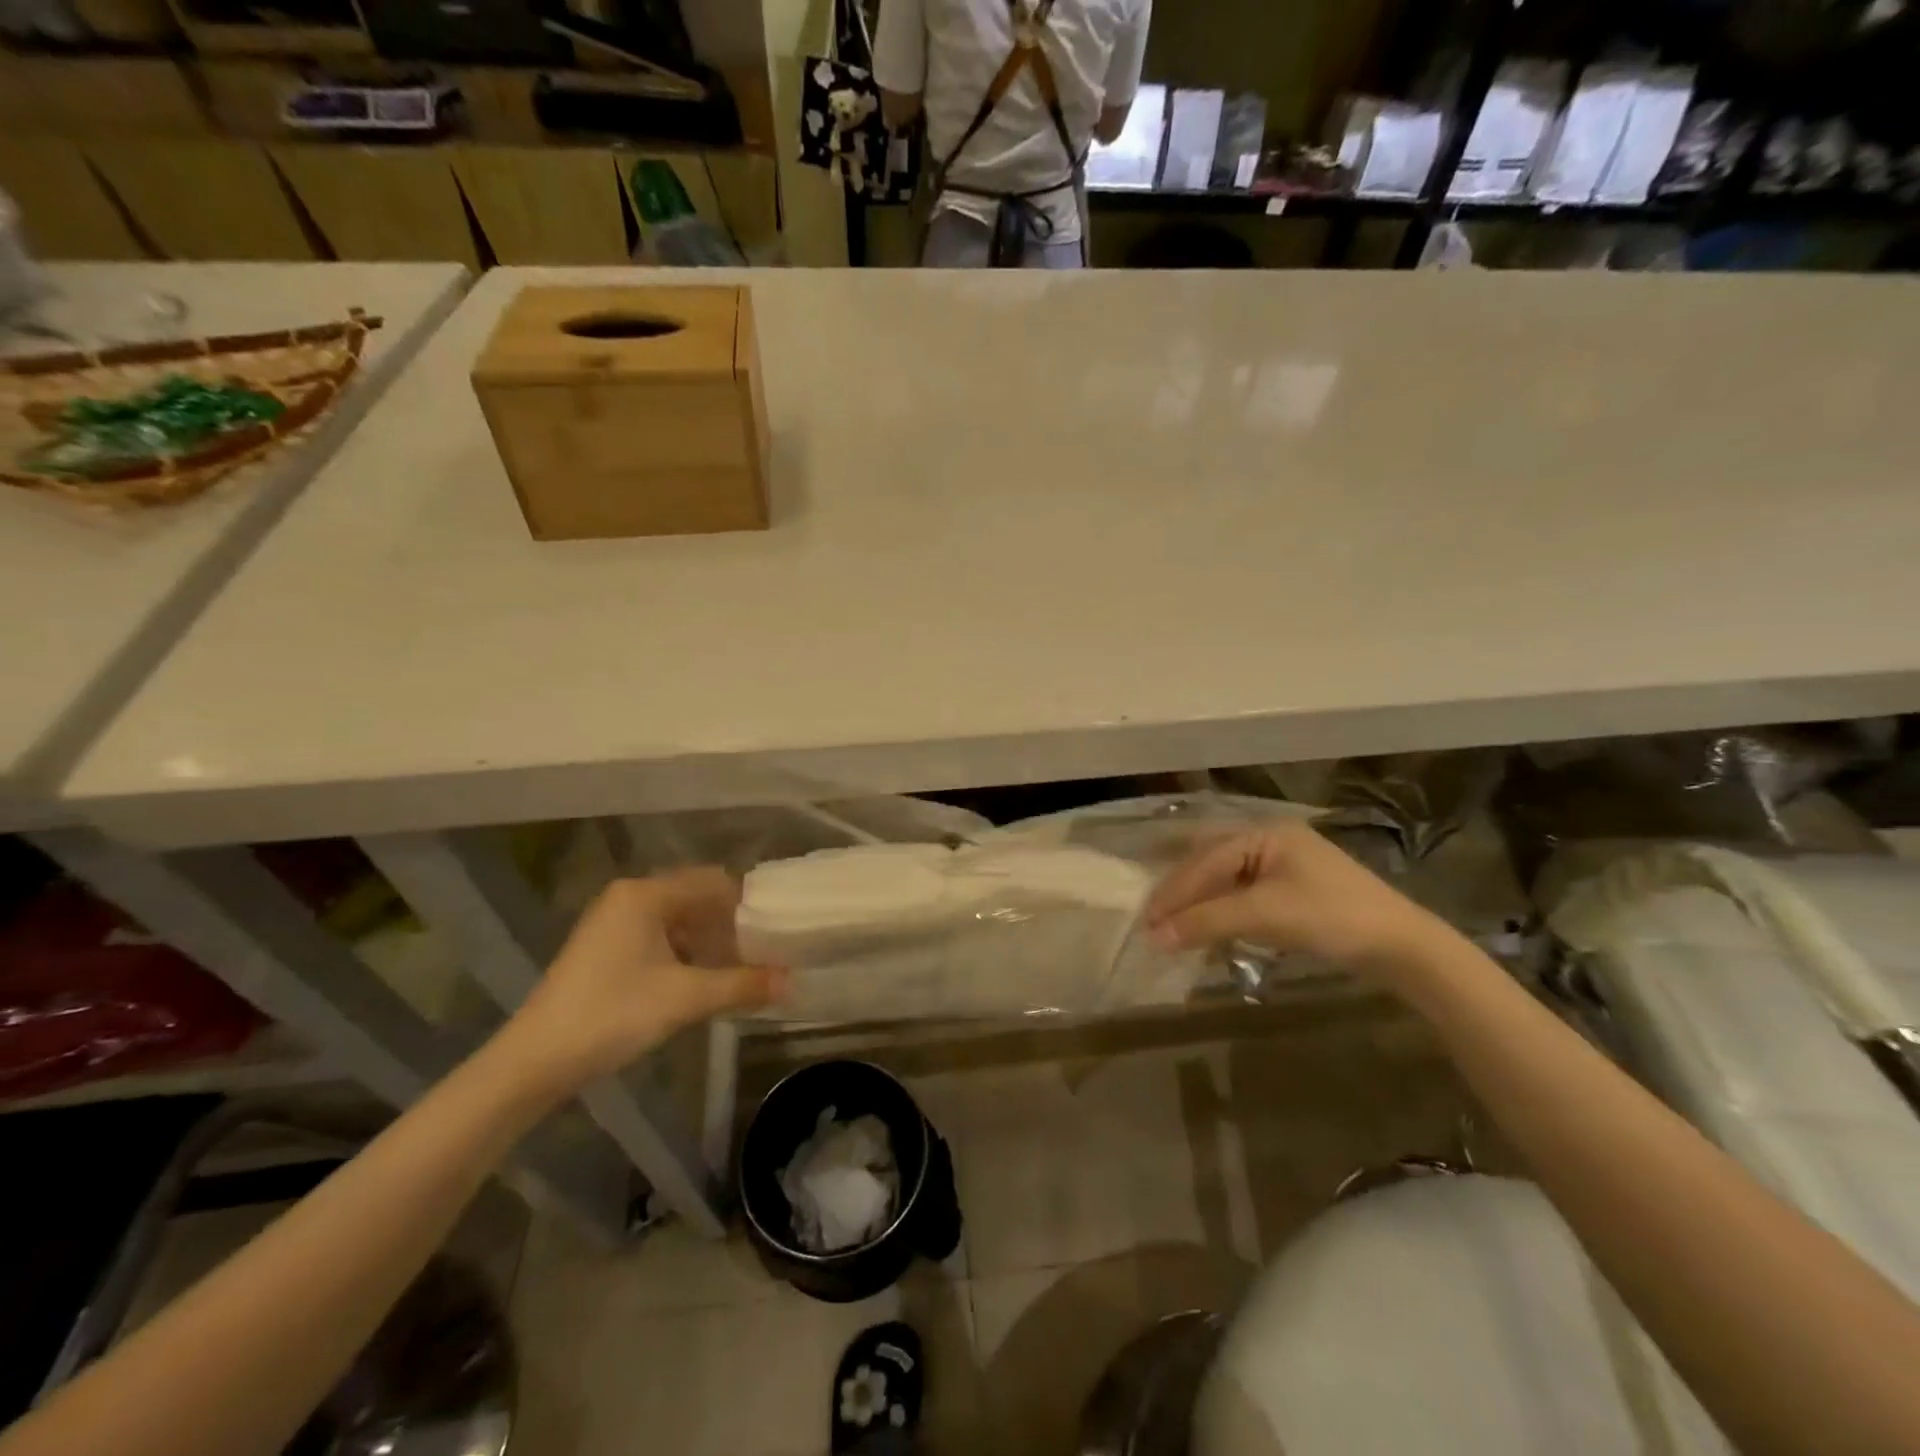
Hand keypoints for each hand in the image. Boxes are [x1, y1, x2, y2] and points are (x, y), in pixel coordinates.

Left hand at [510, 868, 787, 1085]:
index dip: (748, 903)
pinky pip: (659, 935)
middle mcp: (629, 897)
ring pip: (678, 918)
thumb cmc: (612, 1015)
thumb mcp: (685, 999)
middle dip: (730, 923)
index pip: (713, 881)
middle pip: (696, 897)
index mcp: (646, 894)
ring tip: (738, 968)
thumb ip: (742, 985)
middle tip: (763, 951)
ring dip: (708, 940)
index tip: (777, 930)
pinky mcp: (605, 947)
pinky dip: (685, 951)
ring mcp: (613, 922)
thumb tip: (792, 982)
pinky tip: (700, 979)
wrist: (534, 1060)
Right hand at [1145, 821, 1446, 977]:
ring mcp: (1284, 866)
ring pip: (1227, 883)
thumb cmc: (1332, 917)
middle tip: (1152, 922)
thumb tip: (1154, 937)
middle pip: (1212, 865)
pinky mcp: (1294, 892)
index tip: (1146, 920)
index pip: (1205, 861)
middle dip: (1182, 895)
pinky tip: (1208, 930)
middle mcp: (1271, 841)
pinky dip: (1223, 914)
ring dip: (1200, 906)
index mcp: (1264, 832)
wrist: (1403, 948)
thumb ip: (1207, 922)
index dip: (1173, 892)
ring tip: (1172, 928)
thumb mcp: (1264, 915)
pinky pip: (1245, 897)